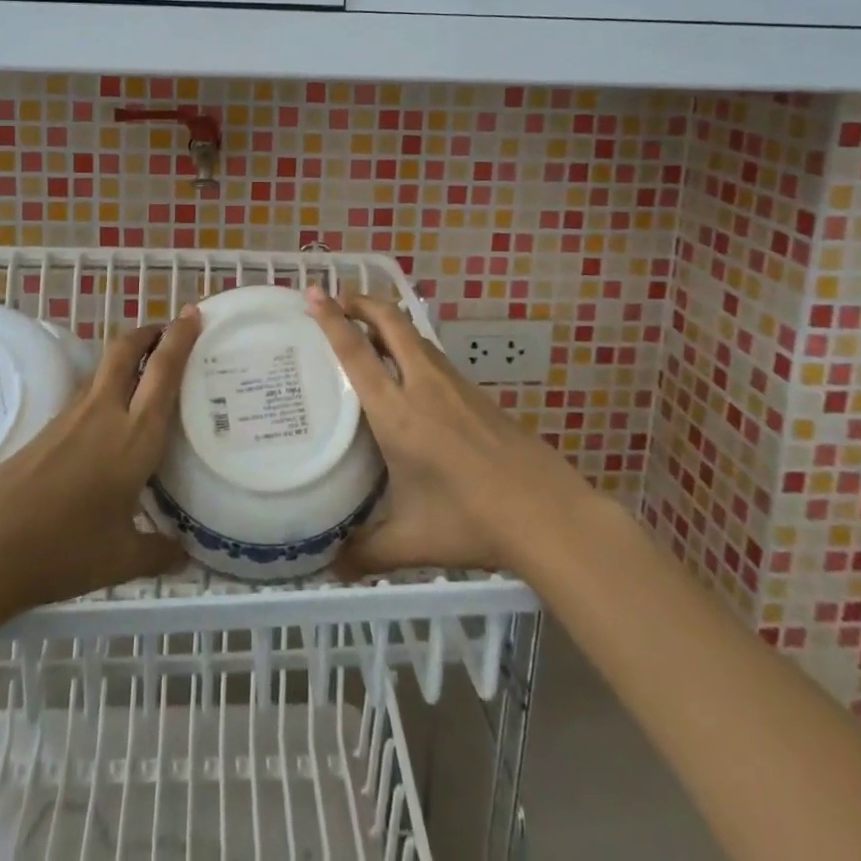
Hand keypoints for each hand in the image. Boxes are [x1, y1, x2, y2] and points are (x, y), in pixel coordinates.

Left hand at [0, 310, 201, 614]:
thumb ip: (159, 553)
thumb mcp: (120, 559)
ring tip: (149, 370)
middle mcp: (105, 413)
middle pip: (126, 350)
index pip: (163, 373)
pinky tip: (114, 417)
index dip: (180, 339)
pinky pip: (90, 392)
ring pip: (106, 369)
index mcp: (134, 437)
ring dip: (130, 356)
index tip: (194, 314)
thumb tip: (187, 556)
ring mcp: (73, 417)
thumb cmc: (62, 550)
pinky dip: (111, 385)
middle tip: (171, 330)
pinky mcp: (50, 427)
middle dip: (150, 332)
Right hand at [305, 288, 590, 576]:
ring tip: (366, 331)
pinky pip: (432, 355)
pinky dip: (409, 346)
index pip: (357, 353)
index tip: (314, 292)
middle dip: (361, 302)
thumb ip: (367, 552)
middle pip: (390, 322)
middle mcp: (423, 385)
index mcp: (397, 413)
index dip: (332, 319)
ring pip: (414, 335)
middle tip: (336, 300)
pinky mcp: (475, 392)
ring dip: (387, 322)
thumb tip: (331, 567)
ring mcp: (453, 384)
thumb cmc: (471, 521)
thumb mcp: (412, 540)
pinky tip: (408, 373)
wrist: (546, 512)